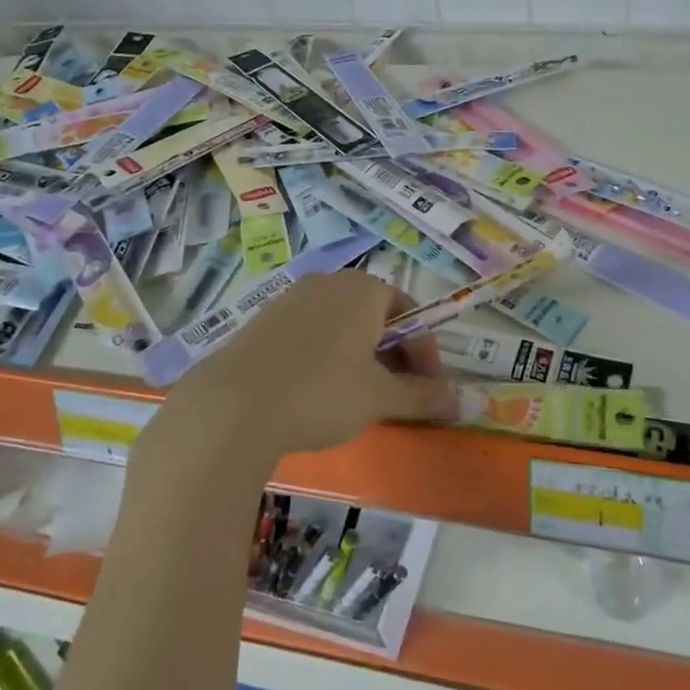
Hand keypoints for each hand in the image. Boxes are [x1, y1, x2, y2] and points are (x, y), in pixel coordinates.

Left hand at [168, 270, 455, 461]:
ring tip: (359, 400)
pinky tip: (317, 394)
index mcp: (364, 289)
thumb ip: (422, 397)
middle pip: (376, 318)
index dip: (426, 355)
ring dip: (361, 360)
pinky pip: (311, 334)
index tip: (429, 393)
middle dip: (394, 357)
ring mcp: (292, 298)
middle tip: (397, 398)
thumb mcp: (379, 398)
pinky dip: (326, 359)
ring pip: (342, 326)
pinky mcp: (263, 320)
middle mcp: (330, 283)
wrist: (231, 406)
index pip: (410, 315)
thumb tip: (458, 404)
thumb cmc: (321, 392)